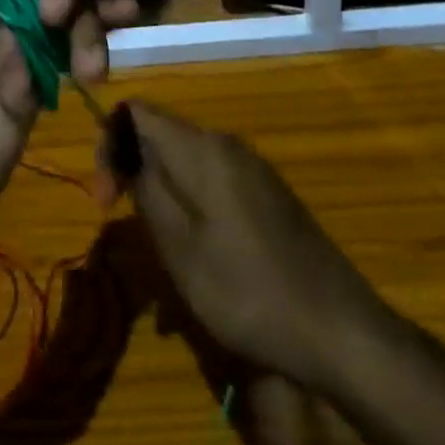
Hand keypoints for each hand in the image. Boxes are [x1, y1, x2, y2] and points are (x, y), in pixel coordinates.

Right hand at [102, 100, 383, 400]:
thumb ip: (146, 189)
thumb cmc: (248, 291)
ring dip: (161, 196)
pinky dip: (191, 209)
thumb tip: (125, 151)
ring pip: (187, 164)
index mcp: (203, 149)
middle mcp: (228, 145)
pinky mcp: (268, 195)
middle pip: (161, 135)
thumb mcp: (179, 248)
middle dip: (133, 172)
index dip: (109, 144)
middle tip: (123, 224)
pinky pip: (213, 184)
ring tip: (160, 253)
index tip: (105, 200)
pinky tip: (196, 259)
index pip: (137, 113)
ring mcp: (253, 169)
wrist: (340, 330)